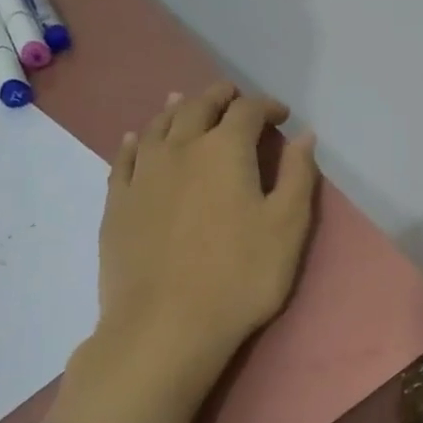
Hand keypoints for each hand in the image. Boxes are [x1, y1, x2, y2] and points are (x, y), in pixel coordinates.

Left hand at [46, 82, 319, 422]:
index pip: (247, 110)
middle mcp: (180, 149)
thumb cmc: (240, 276)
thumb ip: (299, 175)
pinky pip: (125, 158)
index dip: (266, 106)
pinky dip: (137, 140)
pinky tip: (139, 138)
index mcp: (225, 150)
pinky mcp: (117, 202)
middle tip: (232, 95)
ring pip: (158, 125)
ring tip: (185, 101)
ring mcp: (143, 174)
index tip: (281, 115)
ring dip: (177, 108)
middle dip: (220, 96)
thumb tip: (305, 135)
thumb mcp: (288, 227)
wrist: (166, 326)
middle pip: (198, 107)